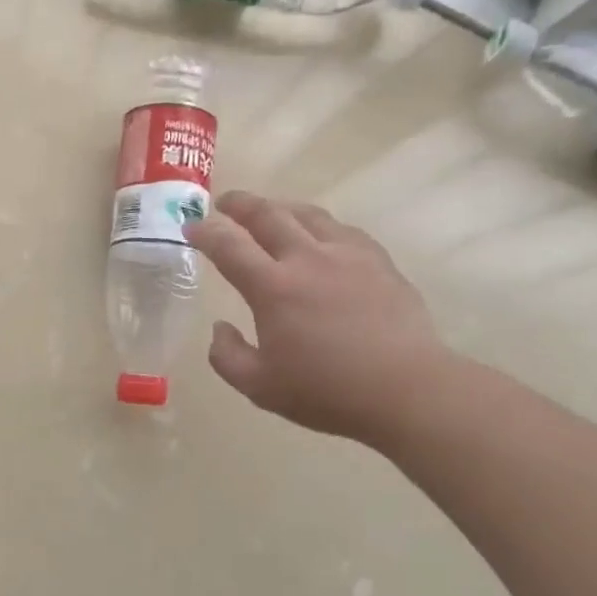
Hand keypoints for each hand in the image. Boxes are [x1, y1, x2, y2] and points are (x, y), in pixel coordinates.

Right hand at [185, 191, 452, 447]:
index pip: (229, 246)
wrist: (405, 389)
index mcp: (273, 288)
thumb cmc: (326, 392)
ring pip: (307, 214)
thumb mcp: (259, 387)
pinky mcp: (378, 261)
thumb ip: (227, 356)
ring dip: (280, 207)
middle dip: (240, 204)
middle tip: (224, 203)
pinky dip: (319, 224)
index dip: (205, 232)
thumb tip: (219, 328)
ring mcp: (347, 255)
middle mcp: (307, 259)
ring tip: (269, 211)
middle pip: (268, 215)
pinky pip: (341, 229)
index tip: (191, 227)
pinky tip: (319, 235)